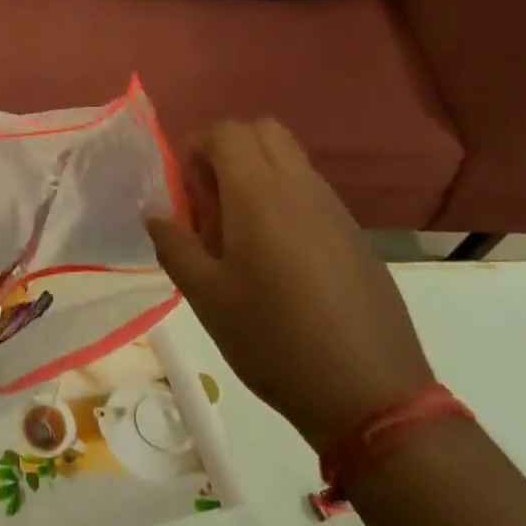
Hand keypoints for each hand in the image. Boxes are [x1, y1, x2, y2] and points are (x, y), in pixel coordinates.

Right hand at [145, 119, 433, 450]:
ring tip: (242, 231)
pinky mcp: (356, 235)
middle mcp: (300, 188)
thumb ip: (174, 245)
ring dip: (258, 173)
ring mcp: (335, 209)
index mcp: (259, 195)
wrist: (371, 395)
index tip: (186, 190)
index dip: (197, 147)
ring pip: (291, 158)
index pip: (227, 131)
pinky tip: (279, 257)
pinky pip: (312, 191)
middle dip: (229, 149)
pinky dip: (286, 198)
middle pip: (264, 131)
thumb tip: (155, 214)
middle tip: (211, 199)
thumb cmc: (274, 342)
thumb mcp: (206, 299)